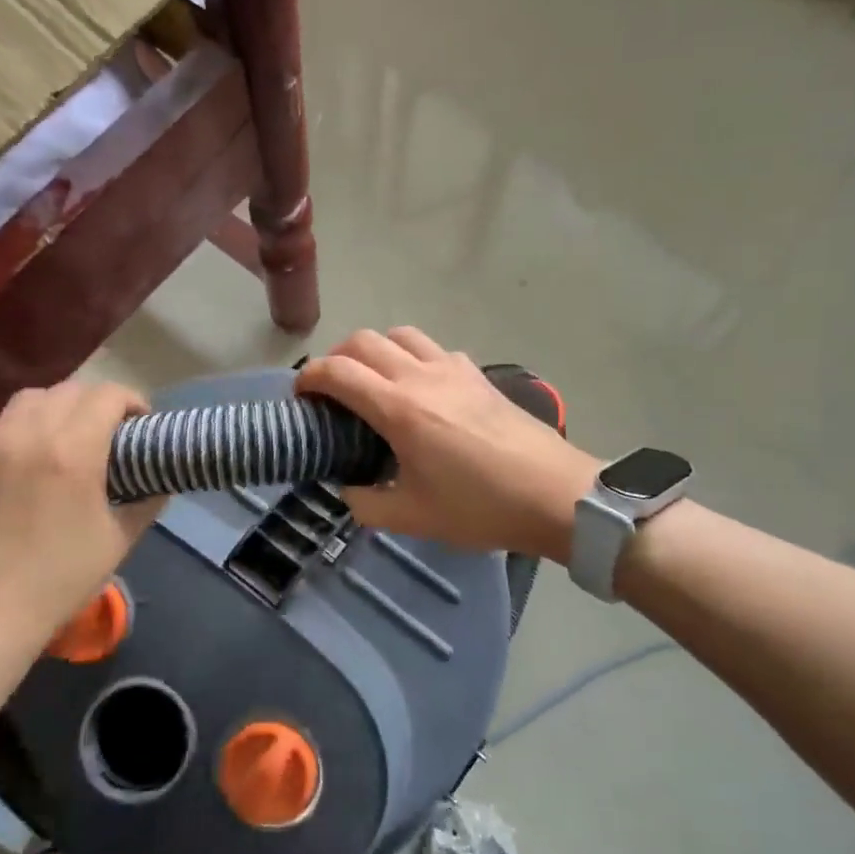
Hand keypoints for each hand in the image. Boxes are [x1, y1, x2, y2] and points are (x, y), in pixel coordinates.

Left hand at [0, 357, 163, 652]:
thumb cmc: (63, 578)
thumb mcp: (121, 539)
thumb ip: (147, 501)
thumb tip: (160, 481)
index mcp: (75, 453)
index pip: (109, 398)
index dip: (132, 401)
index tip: (141, 423)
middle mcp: (31, 437)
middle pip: (70, 393)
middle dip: (97, 404)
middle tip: (109, 432)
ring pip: (27, 400)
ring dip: (54, 404)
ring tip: (65, 425)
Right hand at [296, 328, 602, 561]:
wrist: (554, 494)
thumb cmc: (480, 508)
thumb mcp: (412, 518)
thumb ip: (367, 503)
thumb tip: (350, 489)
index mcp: (399, 409)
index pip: (338, 372)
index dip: (309, 377)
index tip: (299, 396)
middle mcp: (422, 376)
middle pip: (364, 340)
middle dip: (337, 358)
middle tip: (332, 391)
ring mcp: (454, 369)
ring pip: (401, 335)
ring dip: (376, 350)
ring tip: (373, 382)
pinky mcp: (478, 375)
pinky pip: (434, 349)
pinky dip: (413, 358)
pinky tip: (422, 389)